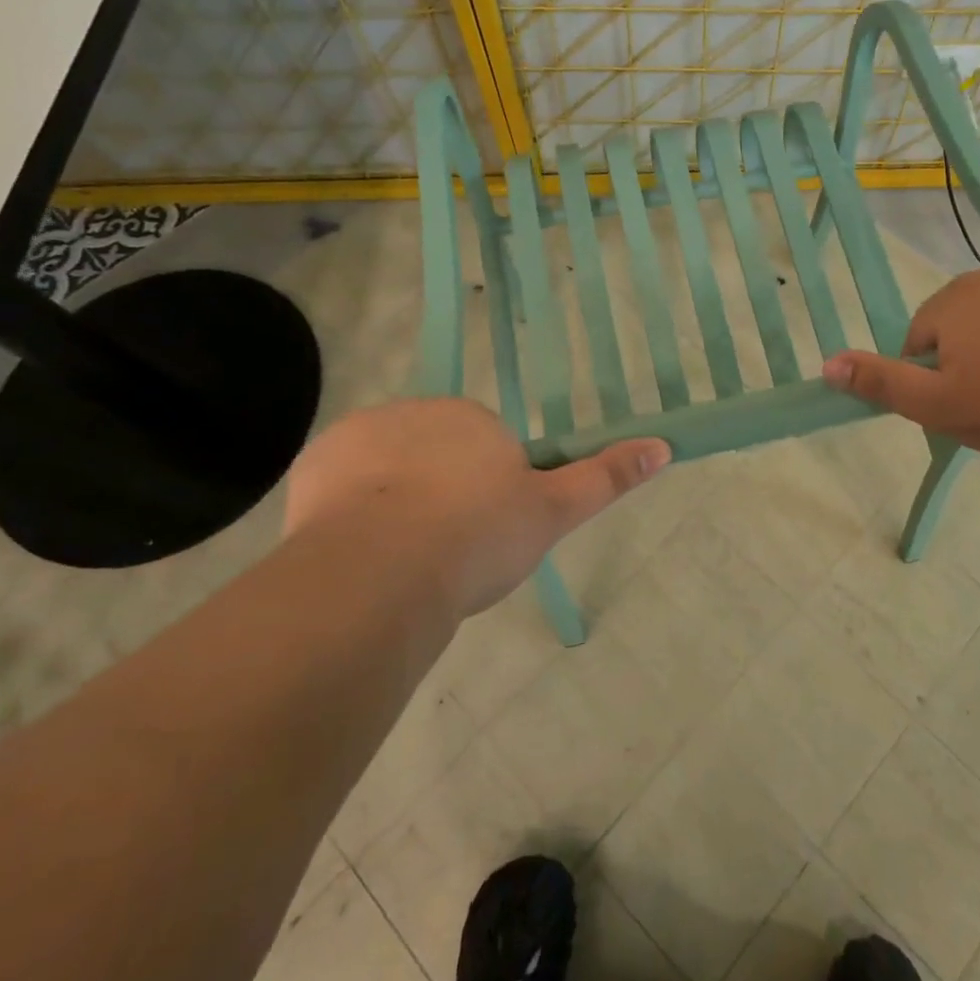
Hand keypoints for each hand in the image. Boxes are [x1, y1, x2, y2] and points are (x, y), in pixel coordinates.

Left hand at [283, 399, 669, 617]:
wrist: (382, 569)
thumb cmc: (477, 537)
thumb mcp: (551, 513)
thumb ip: (604, 477)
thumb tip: (662, 445)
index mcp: (474, 419)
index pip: (485, 451)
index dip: (486, 497)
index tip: (481, 538)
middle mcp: (418, 411)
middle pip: (435, 456)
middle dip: (440, 494)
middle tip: (443, 553)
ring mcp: (362, 433)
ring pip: (386, 470)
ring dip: (394, 503)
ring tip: (399, 561)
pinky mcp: (316, 462)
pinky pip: (341, 483)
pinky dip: (350, 511)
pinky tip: (360, 551)